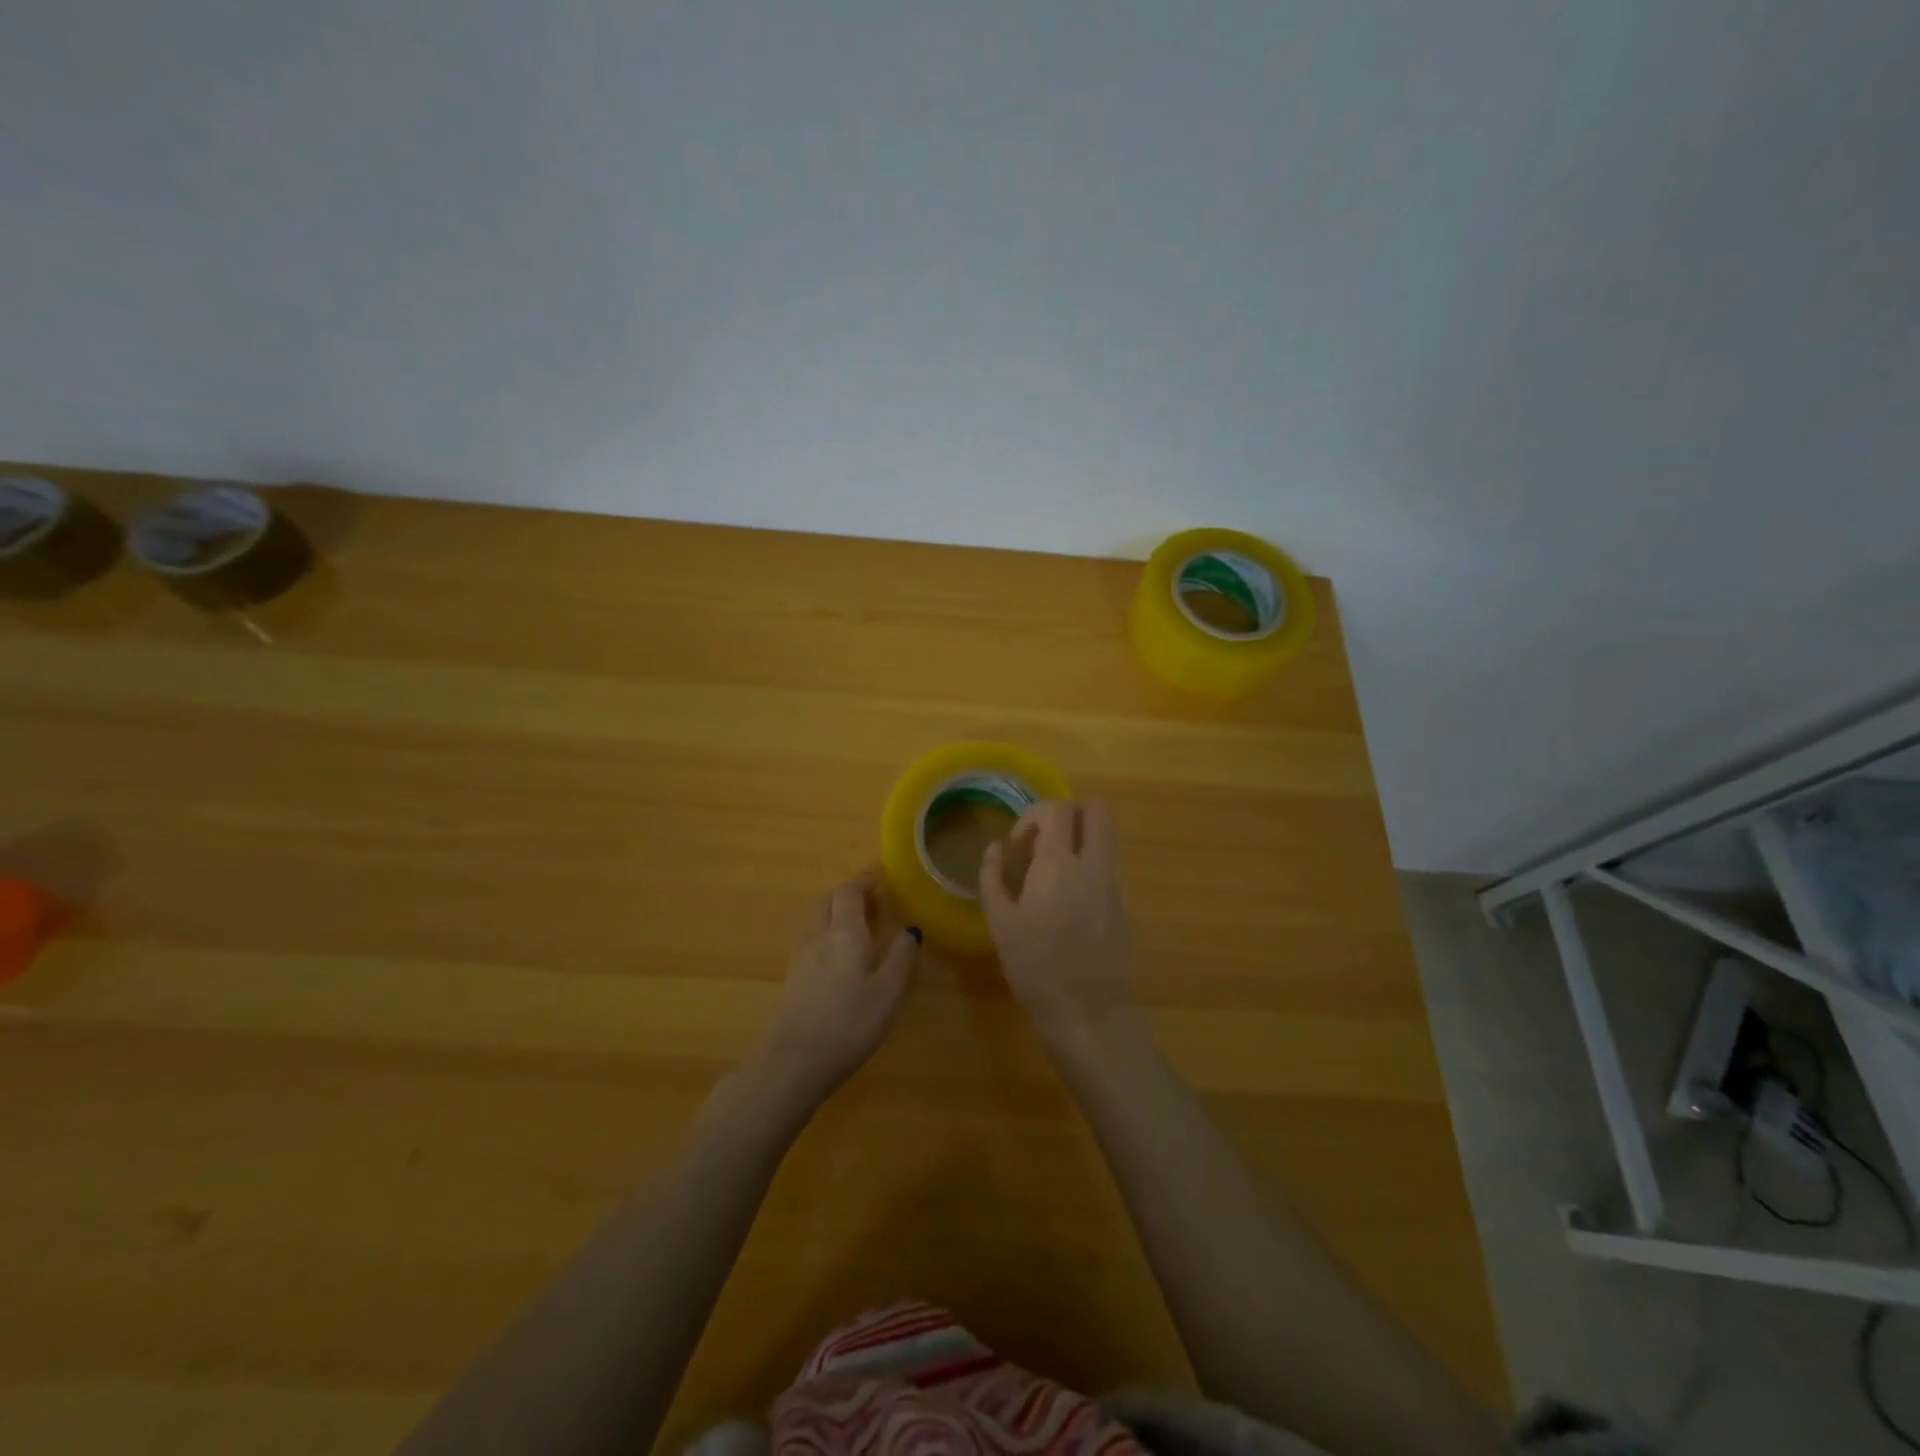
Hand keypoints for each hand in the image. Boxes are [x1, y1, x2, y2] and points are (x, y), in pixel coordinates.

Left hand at [757, 872, 918, 1101]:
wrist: (793, 1063)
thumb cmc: (849, 1024)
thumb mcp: (888, 992)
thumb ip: (901, 957)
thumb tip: (910, 929)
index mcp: (843, 933)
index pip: (848, 893)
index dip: (863, 882)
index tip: (879, 880)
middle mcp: (817, 937)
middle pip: (827, 903)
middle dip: (847, 896)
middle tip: (870, 902)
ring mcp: (800, 959)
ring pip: (816, 922)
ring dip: (834, 915)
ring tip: (855, 927)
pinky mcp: (791, 980)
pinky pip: (810, 942)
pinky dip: (825, 936)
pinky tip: (837, 958)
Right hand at [979, 801, 1132, 1048]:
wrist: (1086, 1013)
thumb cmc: (1035, 968)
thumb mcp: (1000, 923)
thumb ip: (992, 878)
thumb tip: (993, 848)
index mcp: (1059, 865)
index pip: (1058, 809)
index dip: (1034, 815)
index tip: (1018, 845)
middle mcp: (1093, 866)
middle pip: (1096, 810)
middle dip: (1068, 813)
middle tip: (1043, 841)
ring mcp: (1112, 885)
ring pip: (1105, 837)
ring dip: (1078, 839)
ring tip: (1049, 873)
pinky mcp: (1122, 906)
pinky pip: (1106, 867)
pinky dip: (1086, 867)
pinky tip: (1064, 904)